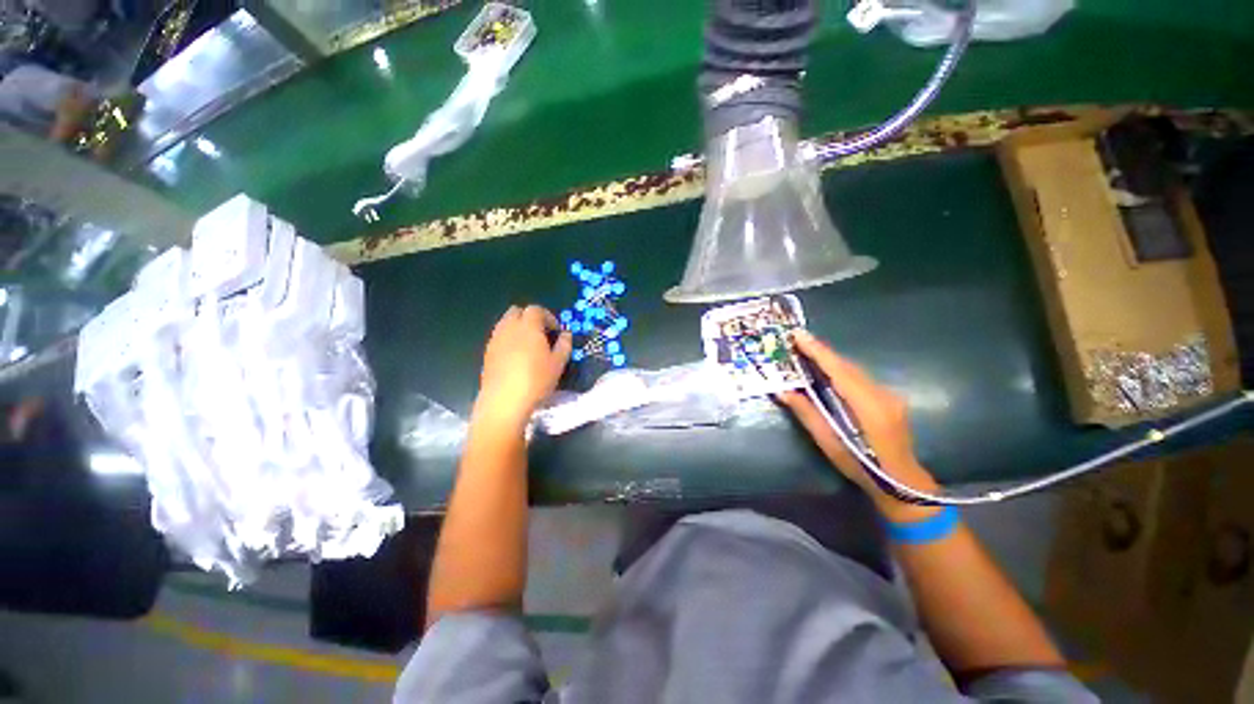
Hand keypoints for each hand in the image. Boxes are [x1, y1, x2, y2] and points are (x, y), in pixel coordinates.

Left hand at [475, 305, 571, 426]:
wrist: (504, 401)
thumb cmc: (536, 380)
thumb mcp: (558, 363)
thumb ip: (564, 345)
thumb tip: (566, 334)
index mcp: (528, 326)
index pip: (536, 310)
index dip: (548, 317)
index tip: (556, 331)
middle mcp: (509, 328)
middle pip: (517, 311)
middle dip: (530, 318)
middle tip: (542, 334)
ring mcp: (495, 339)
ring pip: (506, 323)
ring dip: (518, 328)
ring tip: (529, 346)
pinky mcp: (487, 353)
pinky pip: (499, 337)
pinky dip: (509, 340)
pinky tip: (517, 358)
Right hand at [777, 331, 939, 520]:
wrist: (902, 483)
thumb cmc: (862, 466)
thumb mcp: (829, 443)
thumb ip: (807, 413)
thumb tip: (783, 391)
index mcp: (867, 405)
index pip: (838, 370)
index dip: (817, 351)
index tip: (798, 334)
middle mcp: (881, 394)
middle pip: (847, 366)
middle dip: (821, 351)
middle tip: (797, 340)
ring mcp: (889, 395)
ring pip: (854, 370)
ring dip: (830, 360)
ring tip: (807, 351)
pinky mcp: (889, 399)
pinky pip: (860, 378)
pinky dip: (841, 370)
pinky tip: (828, 372)